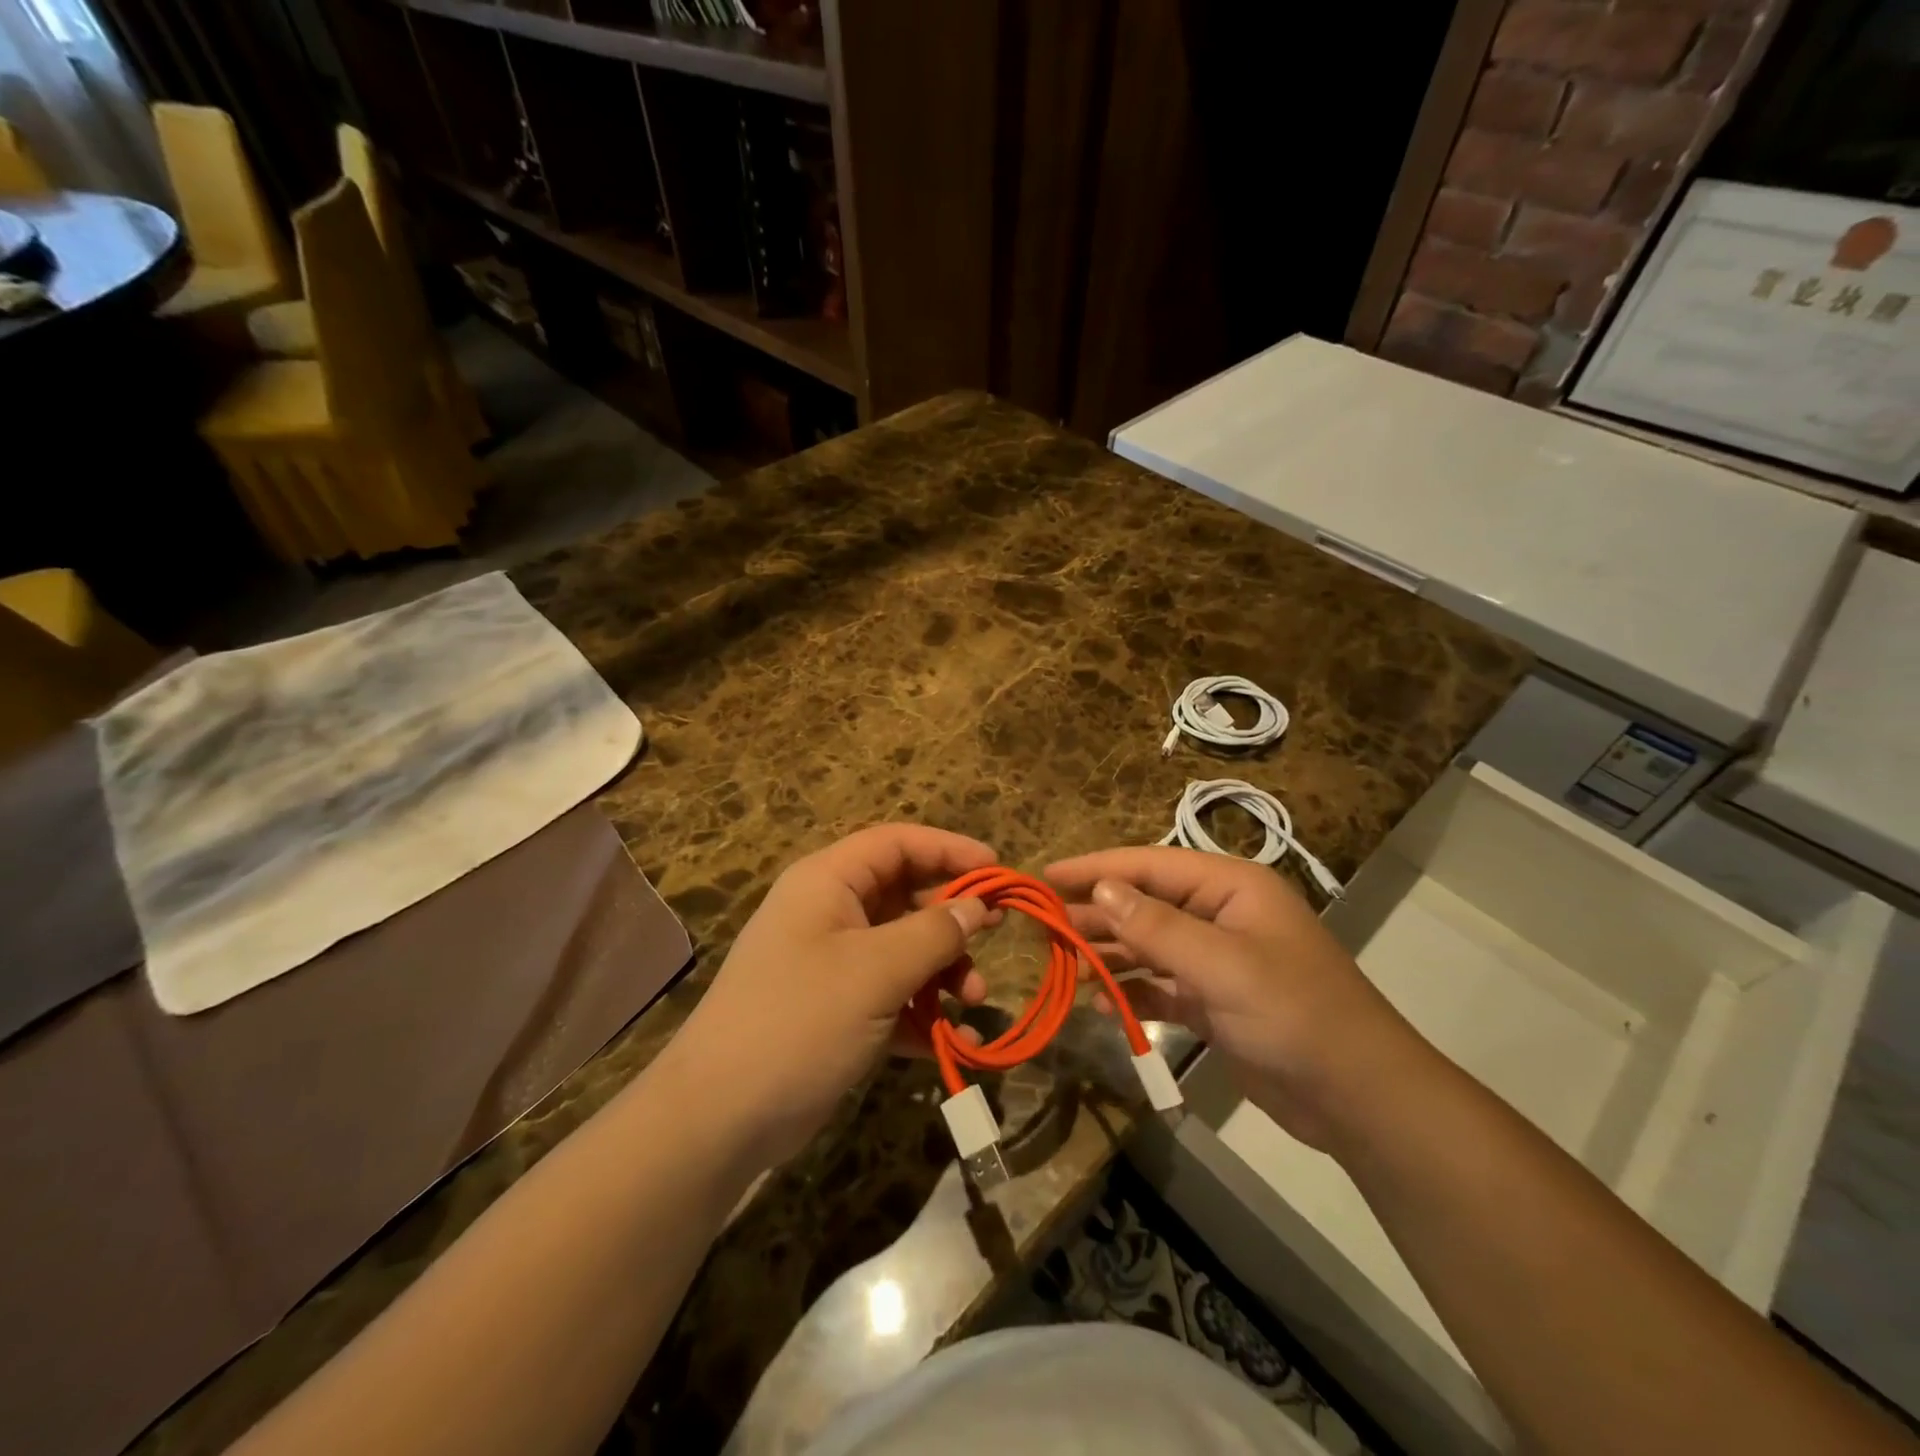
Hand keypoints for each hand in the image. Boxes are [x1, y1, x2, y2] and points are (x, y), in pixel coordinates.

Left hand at [663, 824, 997, 1169]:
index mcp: (828, 882)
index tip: (998, 869)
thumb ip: (934, 933)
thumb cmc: (800, 1020)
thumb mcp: (876, 971)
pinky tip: (959, 1041)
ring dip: (944, 972)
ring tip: (974, 1002)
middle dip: (952, 921)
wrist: (720, 1118)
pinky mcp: (839, 1011)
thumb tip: (978, 907)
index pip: (897, 844)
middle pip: (906, 896)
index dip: (949, 849)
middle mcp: (830, 913)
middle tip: (995, 938)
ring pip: (905, 949)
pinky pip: (894, 996)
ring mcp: (833, 964)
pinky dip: (925, 1014)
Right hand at [1046, 847, 1424, 1151]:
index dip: (1096, 868)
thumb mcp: (1221, 965)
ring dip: (1109, 951)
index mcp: (1231, 888)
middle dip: (1097, 912)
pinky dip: (1132, 991)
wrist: (1359, 1098)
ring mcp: (1219, 960)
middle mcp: (1221, 915)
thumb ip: (1157, 927)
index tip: (1046, 875)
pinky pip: (1162, 985)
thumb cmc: (1293, 1014)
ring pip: (1150, 944)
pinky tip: (1100, 1002)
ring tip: (1062, 960)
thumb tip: (1101, 889)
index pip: (1150, 865)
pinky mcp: (1216, 1002)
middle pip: (1146, 902)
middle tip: (1043, 924)